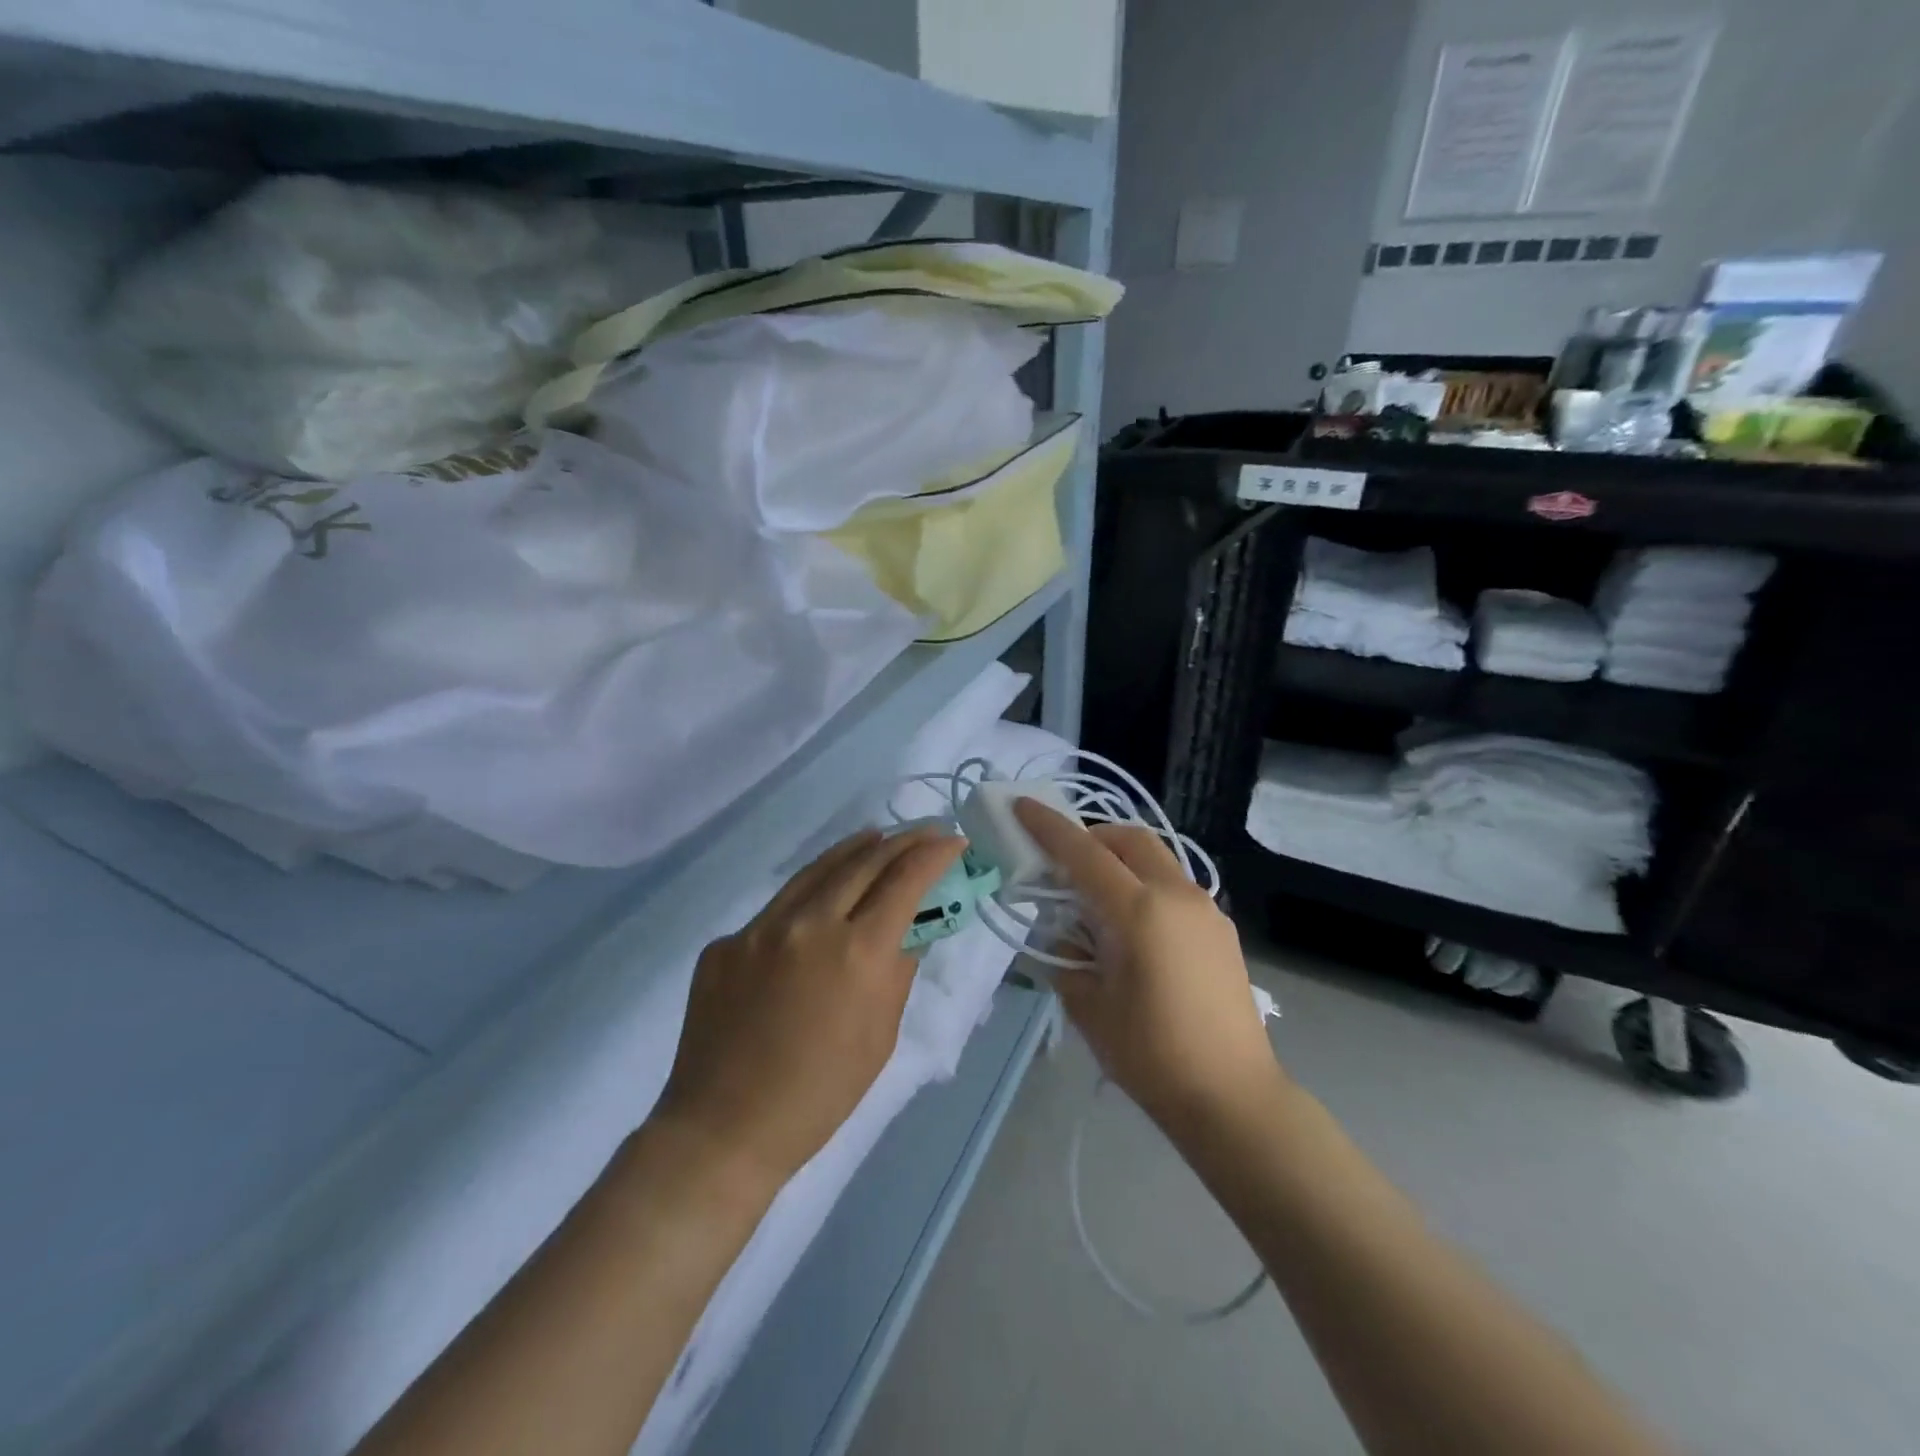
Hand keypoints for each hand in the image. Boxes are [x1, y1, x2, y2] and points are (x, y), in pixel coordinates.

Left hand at [656, 826, 963, 1186]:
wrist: (725, 1129)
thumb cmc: (820, 1095)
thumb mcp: (881, 1036)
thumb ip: (898, 971)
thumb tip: (909, 930)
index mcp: (858, 953)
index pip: (905, 880)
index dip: (934, 854)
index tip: (953, 841)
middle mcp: (810, 925)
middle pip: (865, 861)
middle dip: (902, 841)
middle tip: (924, 832)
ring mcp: (761, 928)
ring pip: (817, 870)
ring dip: (855, 849)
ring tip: (878, 837)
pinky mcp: (727, 941)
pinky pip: (778, 906)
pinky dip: (810, 892)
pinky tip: (821, 897)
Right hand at [1014, 801, 1283, 1133]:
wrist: (1232, 1096)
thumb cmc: (1151, 1054)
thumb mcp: (1089, 1005)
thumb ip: (1066, 955)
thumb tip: (1063, 932)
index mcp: (1138, 911)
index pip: (1084, 853)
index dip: (1049, 827)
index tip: (1023, 805)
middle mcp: (1176, 896)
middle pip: (1129, 839)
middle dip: (1092, 835)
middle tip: (1064, 861)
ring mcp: (1206, 909)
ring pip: (1157, 858)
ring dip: (1121, 859)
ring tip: (1096, 896)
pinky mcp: (1221, 928)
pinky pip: (1174, 886)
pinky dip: (1145, 884)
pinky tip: (1133, 927)